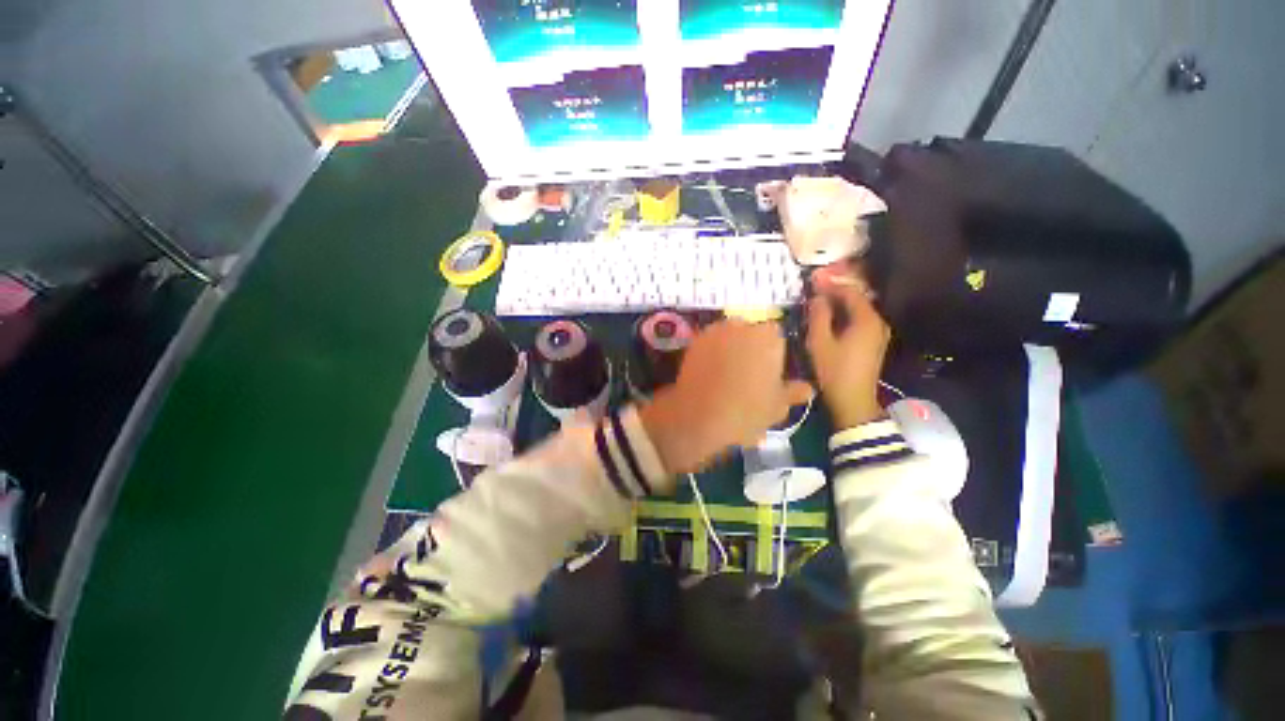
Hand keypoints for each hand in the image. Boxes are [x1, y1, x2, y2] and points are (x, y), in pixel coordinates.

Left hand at [640, 320, 813, 478]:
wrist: (699, 416)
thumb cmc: (745, 410)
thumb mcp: (776, 406)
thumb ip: (793, 392)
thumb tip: (807, 388)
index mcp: (768, 337)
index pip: (776, 335)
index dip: (773, 352)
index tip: (769, 372)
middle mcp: (742, 326)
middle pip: (751, 332)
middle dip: (751, 347)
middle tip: (748, 374)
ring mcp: (715, 331)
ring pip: (729, 336)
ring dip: (730, 348)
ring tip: (726, 375)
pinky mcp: (694, 341)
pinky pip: (709, 343)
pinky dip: (711, 353)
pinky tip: (710, 374)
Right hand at [808, 266, 890, 428]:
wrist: (853, 400)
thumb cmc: (834, 370)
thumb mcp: (820, 342)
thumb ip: (819, 315)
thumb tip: (817, 297)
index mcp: (867, 320)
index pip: (851, 292)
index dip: (831, 284)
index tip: (813, 279)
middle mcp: (878, 323)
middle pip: (857, 299)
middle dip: (836, 292)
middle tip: (815, 288)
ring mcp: (878, 334)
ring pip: (858, 310)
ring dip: (840, 304)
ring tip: (819, 301)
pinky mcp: (874, 343)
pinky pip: (859, 320)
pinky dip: (845, 315)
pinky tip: (831, 318)